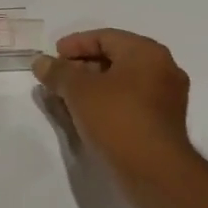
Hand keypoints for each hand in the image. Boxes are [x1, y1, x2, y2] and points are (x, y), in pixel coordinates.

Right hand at [31, 28, 198, 183]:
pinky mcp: (162, 122)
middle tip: (56, 78)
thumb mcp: (78, 90)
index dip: (74, 44)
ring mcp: (166, 97)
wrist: (154, 170)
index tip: (52, 57)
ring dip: (92, 87)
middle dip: (81, 66)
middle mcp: (162, 69)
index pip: (105, 37)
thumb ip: (58, 72)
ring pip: (122, 82)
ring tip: (66, 98)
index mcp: (146, 52)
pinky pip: (129, 102)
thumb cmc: (117, 119)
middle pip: (115, 58)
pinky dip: (106, 102)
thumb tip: (41, 62)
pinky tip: (86, 115)